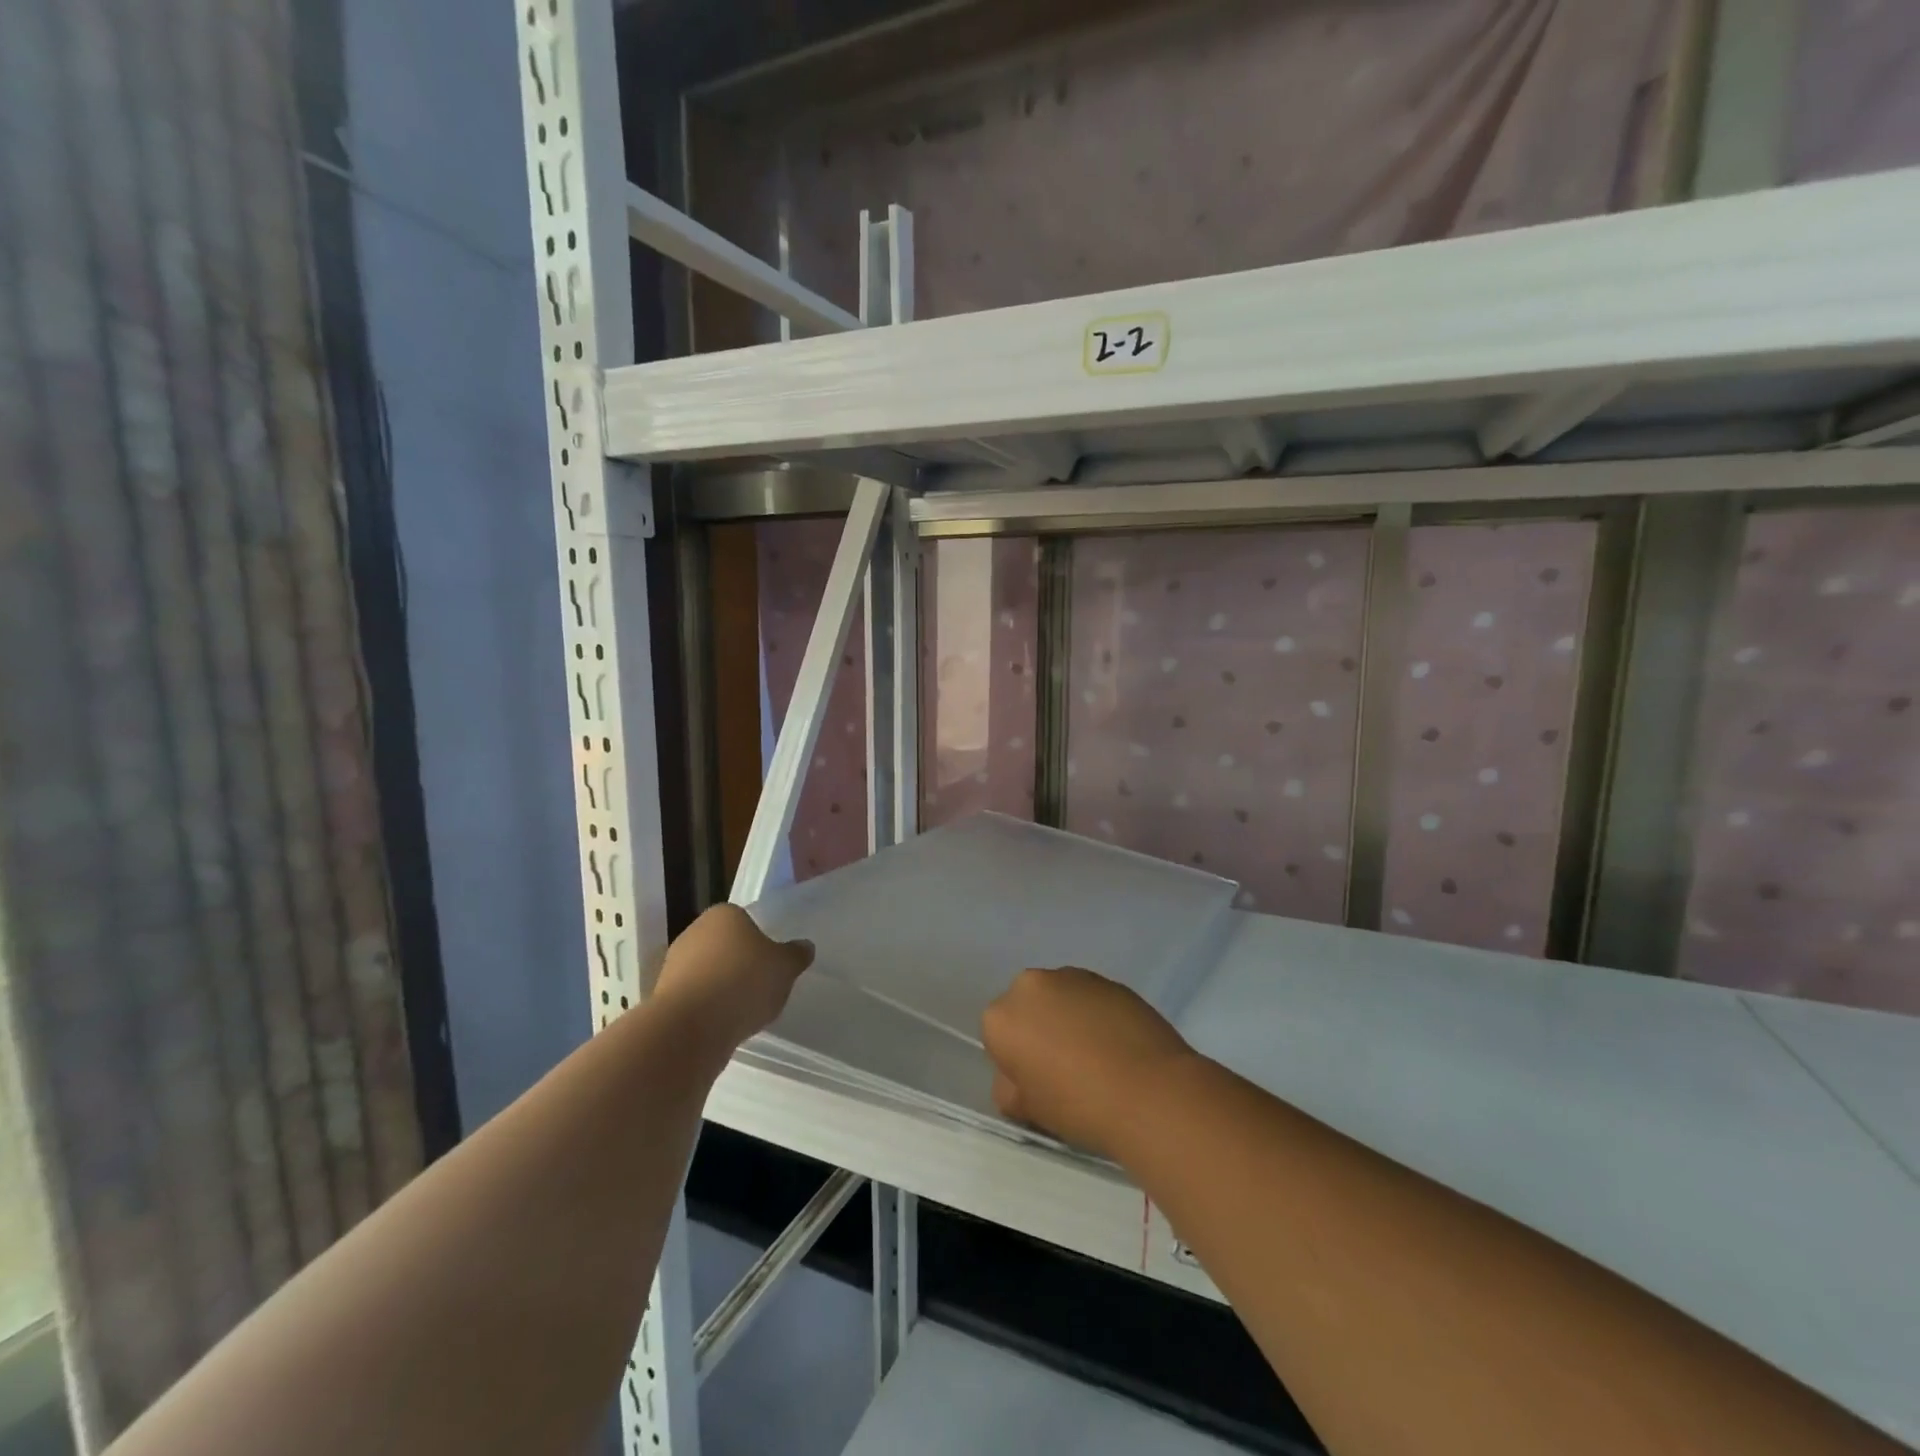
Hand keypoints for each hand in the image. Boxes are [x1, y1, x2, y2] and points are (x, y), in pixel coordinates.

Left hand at [653, 905, 813, 1056]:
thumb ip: (796, 955)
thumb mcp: (785, 967)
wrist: (690, 1028)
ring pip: (708, 972)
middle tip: (762, 986)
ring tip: (745, 1011)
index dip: (760, 942)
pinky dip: (708, 1009)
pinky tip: (724, 1025)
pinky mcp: (663, 997)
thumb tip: (805, 947)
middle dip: (740, 964)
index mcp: (724, 914)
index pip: (745, 921)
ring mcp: (673, 965)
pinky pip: (695, 998)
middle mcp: (694, 932)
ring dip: (723, 988)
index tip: (772, 964)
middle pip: (725, 946)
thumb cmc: (743, 983)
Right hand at [981, 967, 1198, 1158]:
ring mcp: (1074, 977)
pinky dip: (1097, 1015)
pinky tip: (1118, 1046)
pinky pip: (1092, 999)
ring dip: (1069, 1018)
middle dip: (1040, 1030)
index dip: (1016, 1062)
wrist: (1150, 1092)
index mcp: (1002, 1016)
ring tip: (1097, 1057)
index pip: (998, 1037)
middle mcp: (1032, 984)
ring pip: (1060, 998)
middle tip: (1065, 1068)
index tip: (1038, 1083)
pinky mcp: (1111, 980)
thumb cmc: (1079, 1105)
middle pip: (1028, 1008)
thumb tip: (1020, 1076)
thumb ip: (1008, 1087)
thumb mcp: (1027, 1110)